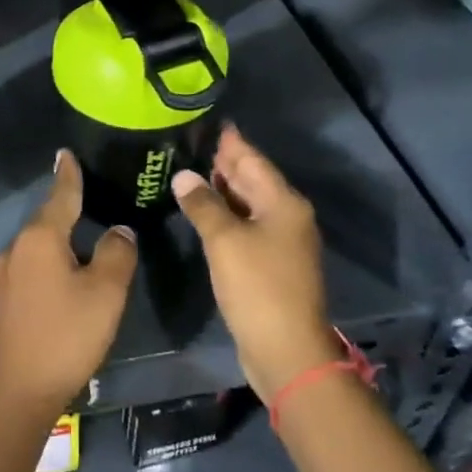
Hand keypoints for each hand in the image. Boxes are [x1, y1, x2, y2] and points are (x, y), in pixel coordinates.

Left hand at [0, 151, 134, 420]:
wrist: (16, 391)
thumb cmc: (65, 335)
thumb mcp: (105, 293)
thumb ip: (116, 254)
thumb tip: (118, 231)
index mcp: (40, 238)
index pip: (60, 195)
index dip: (68, 173)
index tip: (65, 152)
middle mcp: (17, 247)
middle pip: (48, 219)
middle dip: (68, 207)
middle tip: (93, 196)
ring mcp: (5, 274)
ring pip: (40, 244)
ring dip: (61, 238)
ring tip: (86, 237)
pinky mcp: (4, 298)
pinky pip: (32, 265)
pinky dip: (52, 260)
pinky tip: (66, 274)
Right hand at [171, 125, 339, 402]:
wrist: (286, 349)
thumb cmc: (257, 287)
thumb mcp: (225, 241)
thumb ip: (203, 204)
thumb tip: (184, 176)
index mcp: (283, 203)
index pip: (252, 160)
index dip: (231, 142)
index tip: (212, 122)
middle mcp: (287, 216)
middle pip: (252, 180)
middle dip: (224, 163)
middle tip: (191, 143)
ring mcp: (281, 242)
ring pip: (248, 204)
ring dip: (222, 189)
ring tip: (190, 171)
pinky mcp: (270, 264)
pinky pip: (246, 227)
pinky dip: (226, 215)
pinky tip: (203, 212)